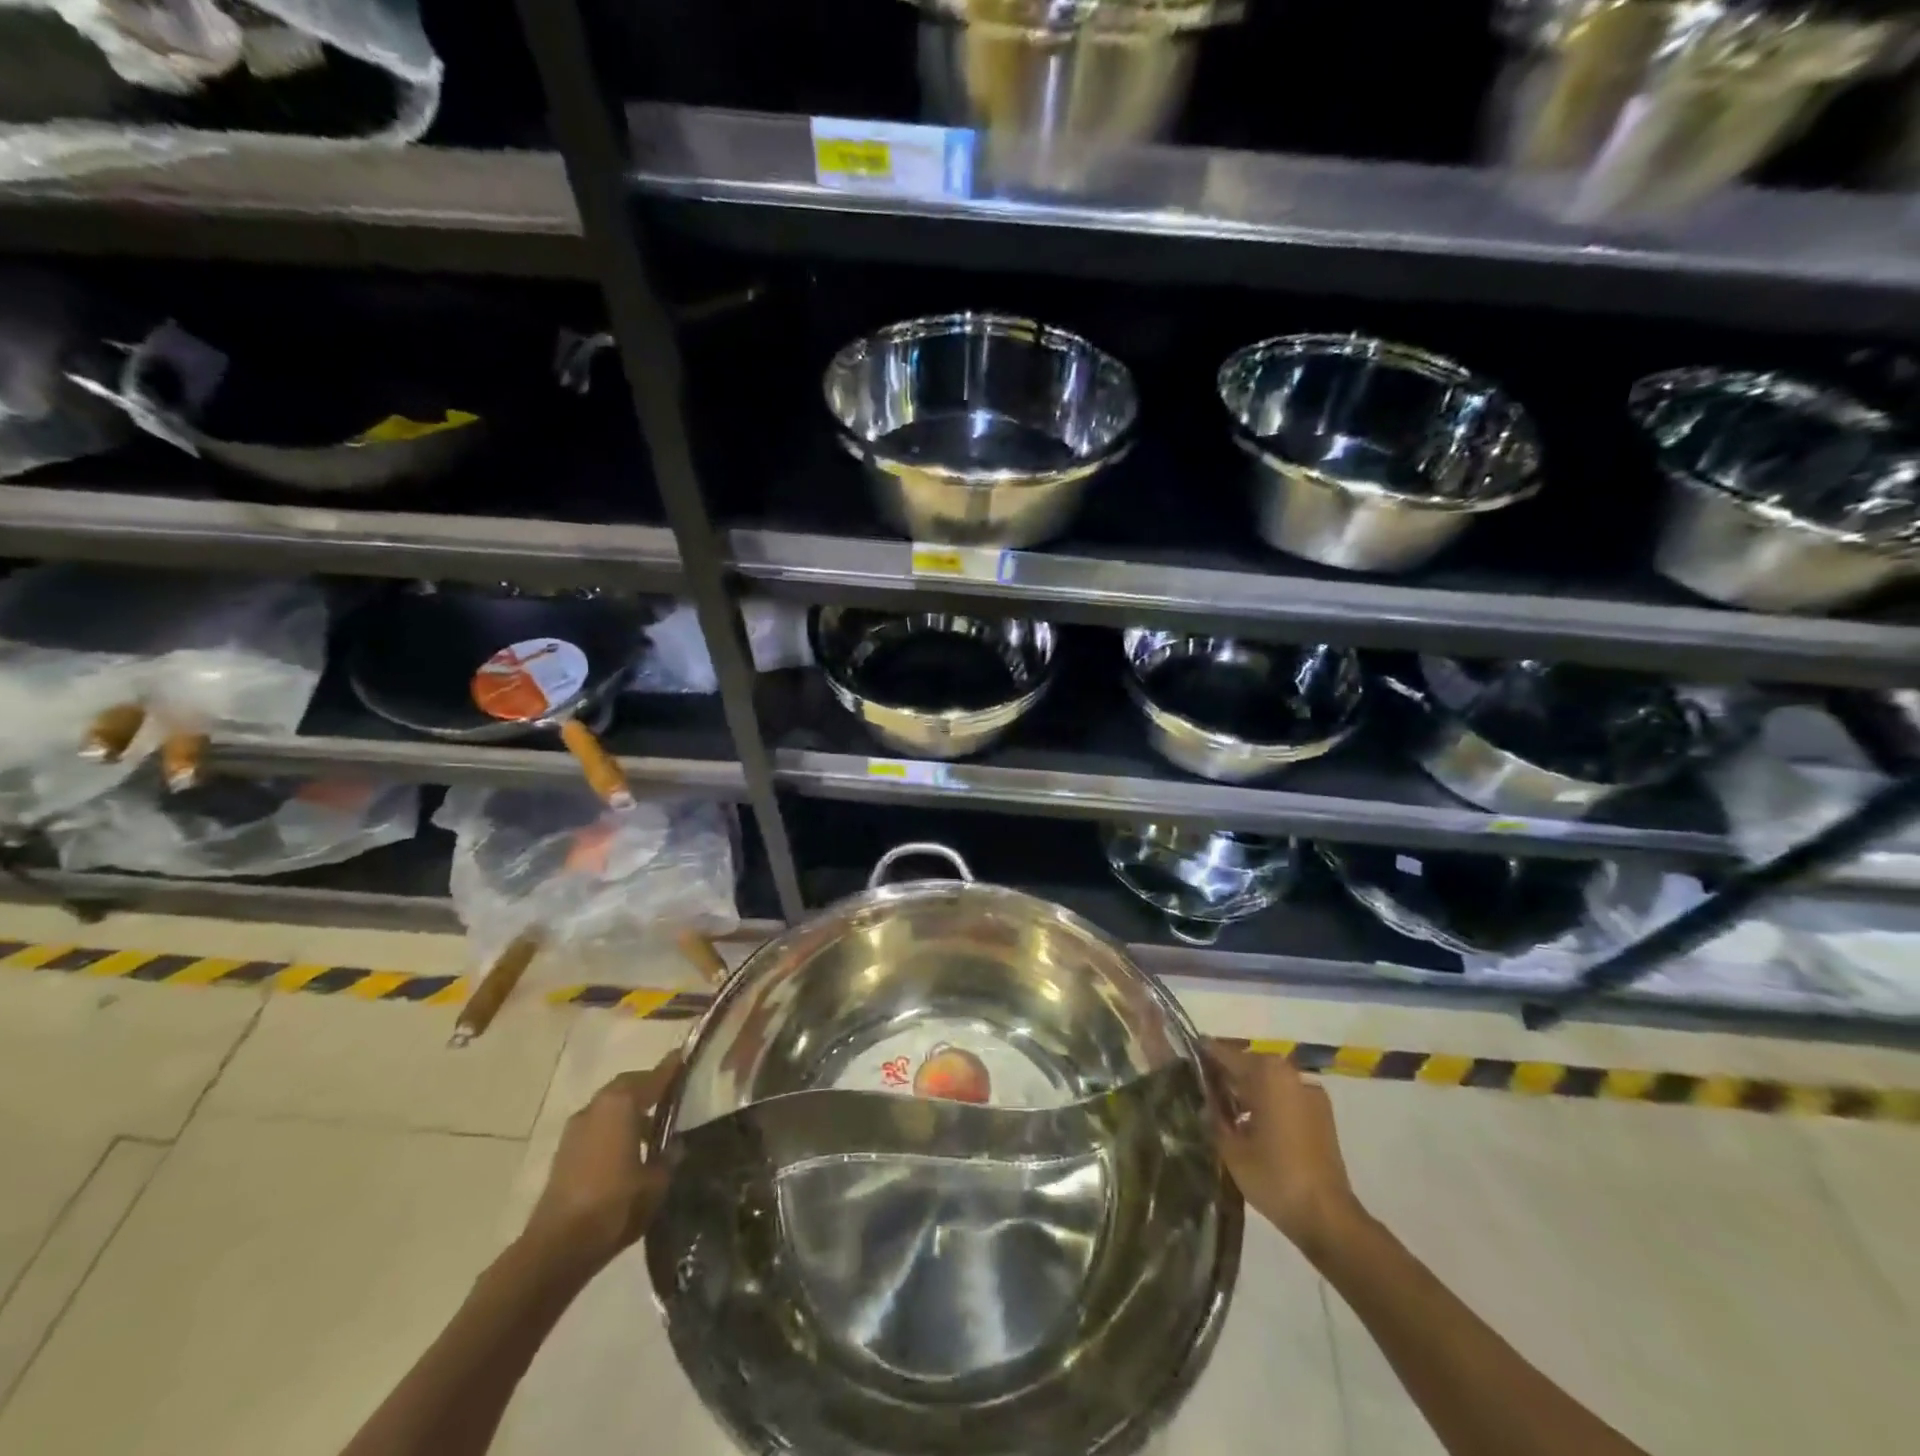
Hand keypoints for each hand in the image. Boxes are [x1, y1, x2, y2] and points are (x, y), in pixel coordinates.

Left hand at [522, 1051, 680, 1273]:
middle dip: (649, 1087)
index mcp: (621, 1104)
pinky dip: (614, 1128)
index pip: (654, 1077)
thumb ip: (669, 1156)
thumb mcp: (657, 1181)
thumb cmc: (615, 1205)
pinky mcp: (564, 1153)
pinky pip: (597, 1127)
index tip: (686, 1059)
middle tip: (672, 1095)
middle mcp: (596, 1107)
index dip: (673, 1069)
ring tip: (653, 1128)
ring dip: (629, 1110)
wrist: (557, 1248)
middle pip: (627, 1086)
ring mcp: (576, 1129)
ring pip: (609, 1107)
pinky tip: (629, 1151)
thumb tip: (675, 1145)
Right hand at [1208, 1041, 1363, 1257]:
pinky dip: (1267, 1103)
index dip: (1205, 1055)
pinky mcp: (1322, 1116)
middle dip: (1227, 1075)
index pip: (1227, 1055)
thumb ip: (1213, 1117)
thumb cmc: (1274, 1176)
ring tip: (1224, 1109)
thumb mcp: (1230, 1148)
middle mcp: (1291, 1075)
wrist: (1327, 1218)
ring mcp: (1311, 1095)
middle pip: (1250, 1065)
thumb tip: (1204, 1103)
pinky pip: (1286, 1097)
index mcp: (1267, 1074)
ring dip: (1248, 1090)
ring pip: (1269, 1082)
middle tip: (1202, 1087)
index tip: (1187, 1056)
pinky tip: (1251, 1124)